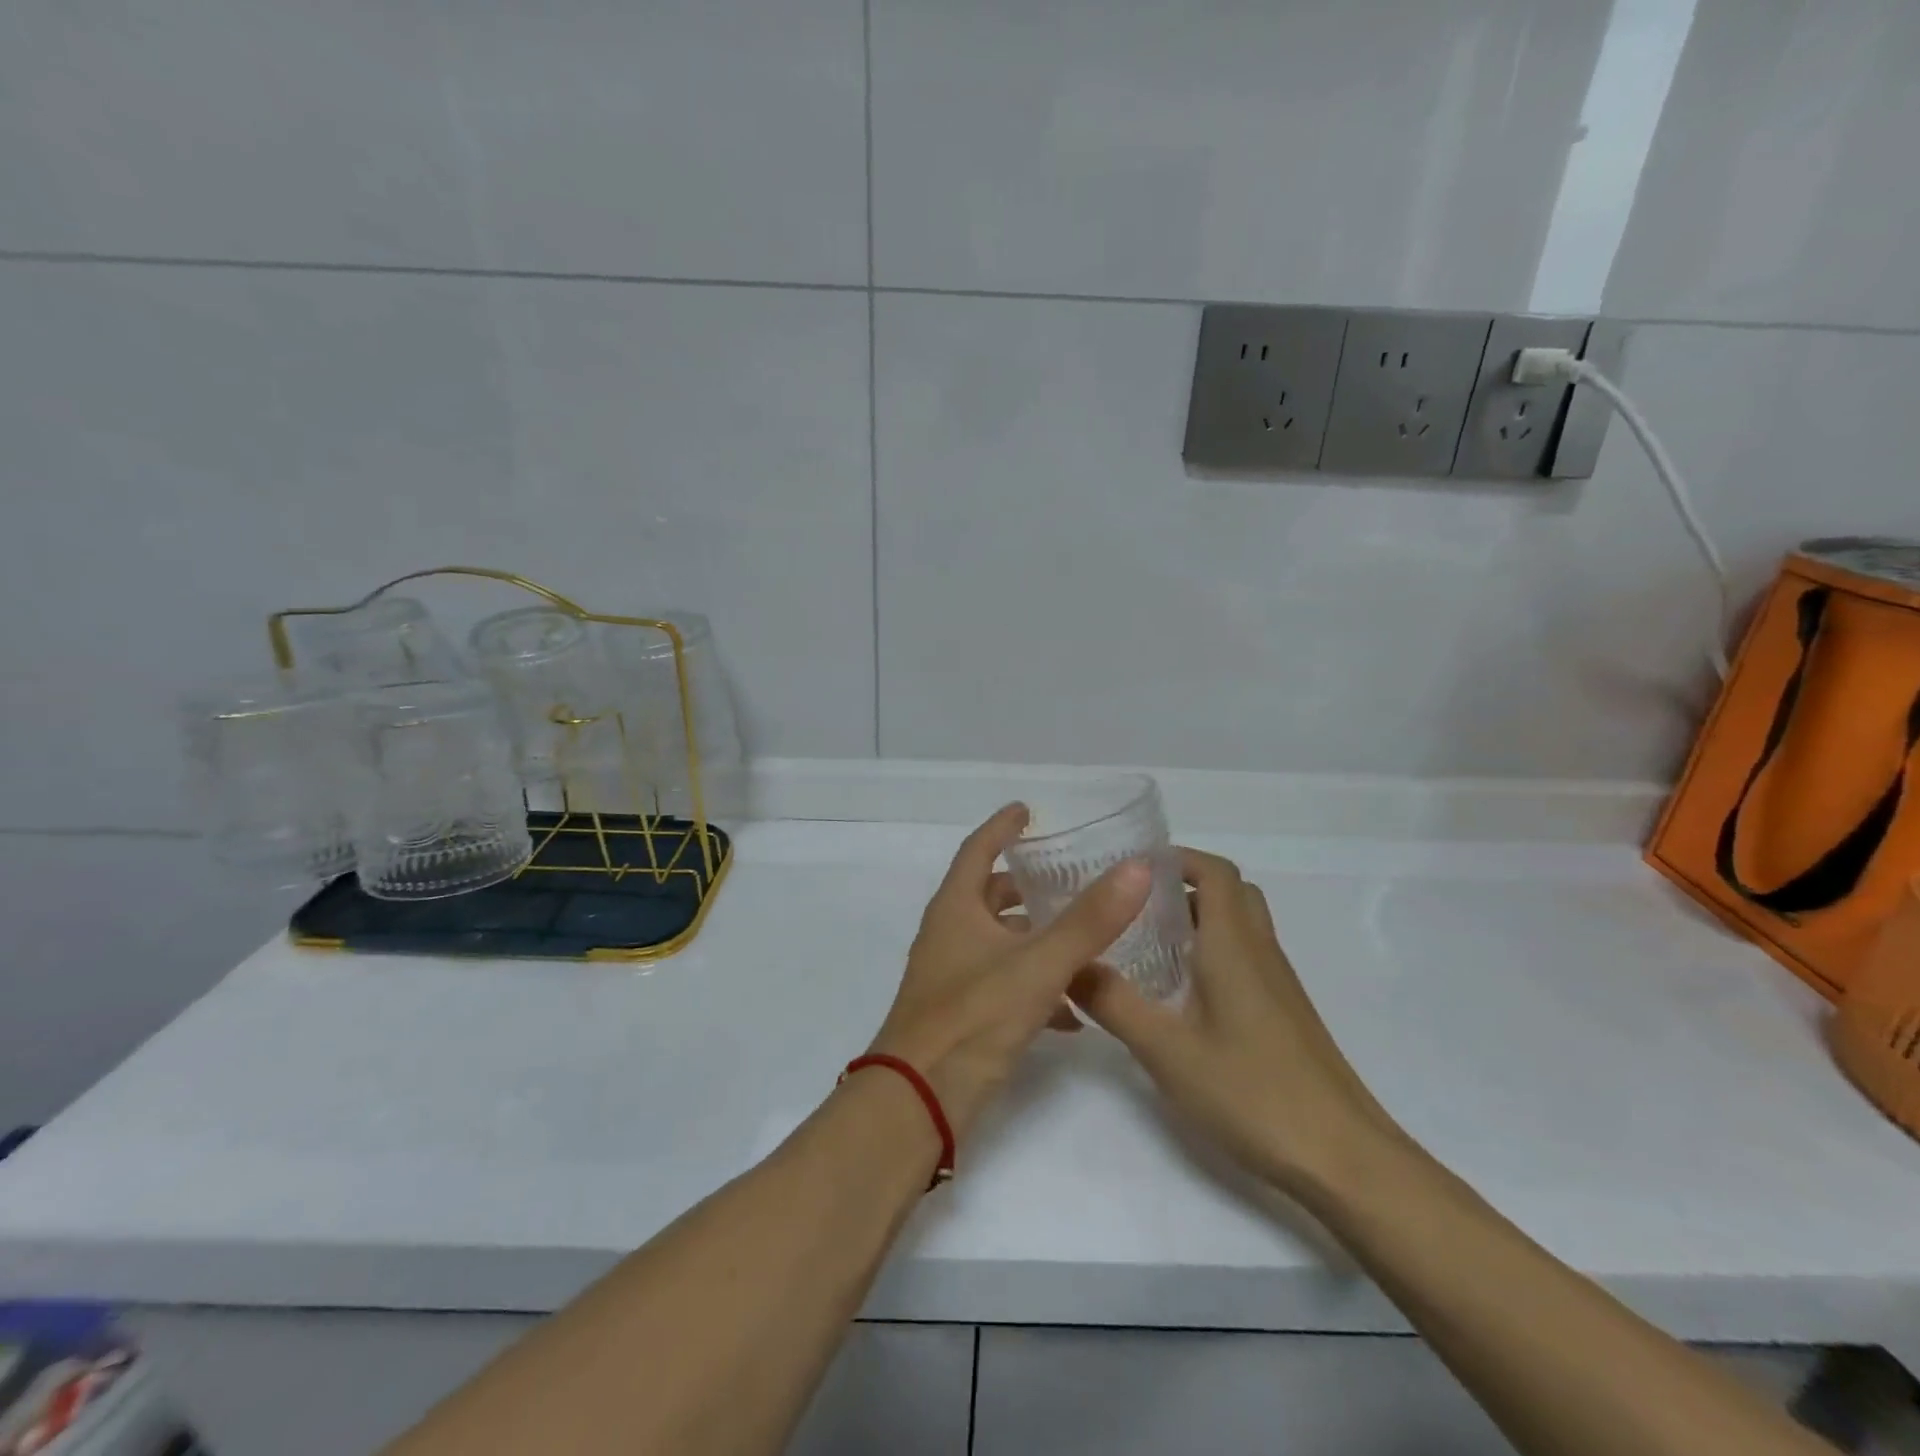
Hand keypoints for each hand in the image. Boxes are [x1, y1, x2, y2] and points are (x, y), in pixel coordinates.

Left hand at [867, 804, 1151, 1144]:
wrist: (918, 1102)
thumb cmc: (973, 1018)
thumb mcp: (1038, 964)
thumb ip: (1089, 920)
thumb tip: (1137, 868)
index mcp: (956, 908)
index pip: (978, 850)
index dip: (1002, 827)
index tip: (1027, 811)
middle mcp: (950, 934)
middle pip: (990, 896)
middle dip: (1028, 887)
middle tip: (1070, 879)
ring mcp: (953, 976)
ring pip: (1002, 943)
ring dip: (1039, 938)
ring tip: (1087, 941)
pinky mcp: (963, 1014)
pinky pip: (1006, 985)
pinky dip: (1038, 986)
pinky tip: (1076, 1010)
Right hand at [1071, 847, 1396, 1192]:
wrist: (1344, 1158)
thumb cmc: (1252, 1092)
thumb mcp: (1166, 1050)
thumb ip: (1114, 1003)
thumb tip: (1069, 964)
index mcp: (1233, 945)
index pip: (1215, 871)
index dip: (1177, 858)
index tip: (1132, 869)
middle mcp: (1260, 951)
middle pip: (1231, 892)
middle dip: (1185, 886)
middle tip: (1138, 906)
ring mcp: (1278, 983)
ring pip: (1241, 926)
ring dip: (1200, 920)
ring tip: (1150, 945)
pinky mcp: (1284, 1013)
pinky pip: (1247, 958)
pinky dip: (1214, 953)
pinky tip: (1183, 996)